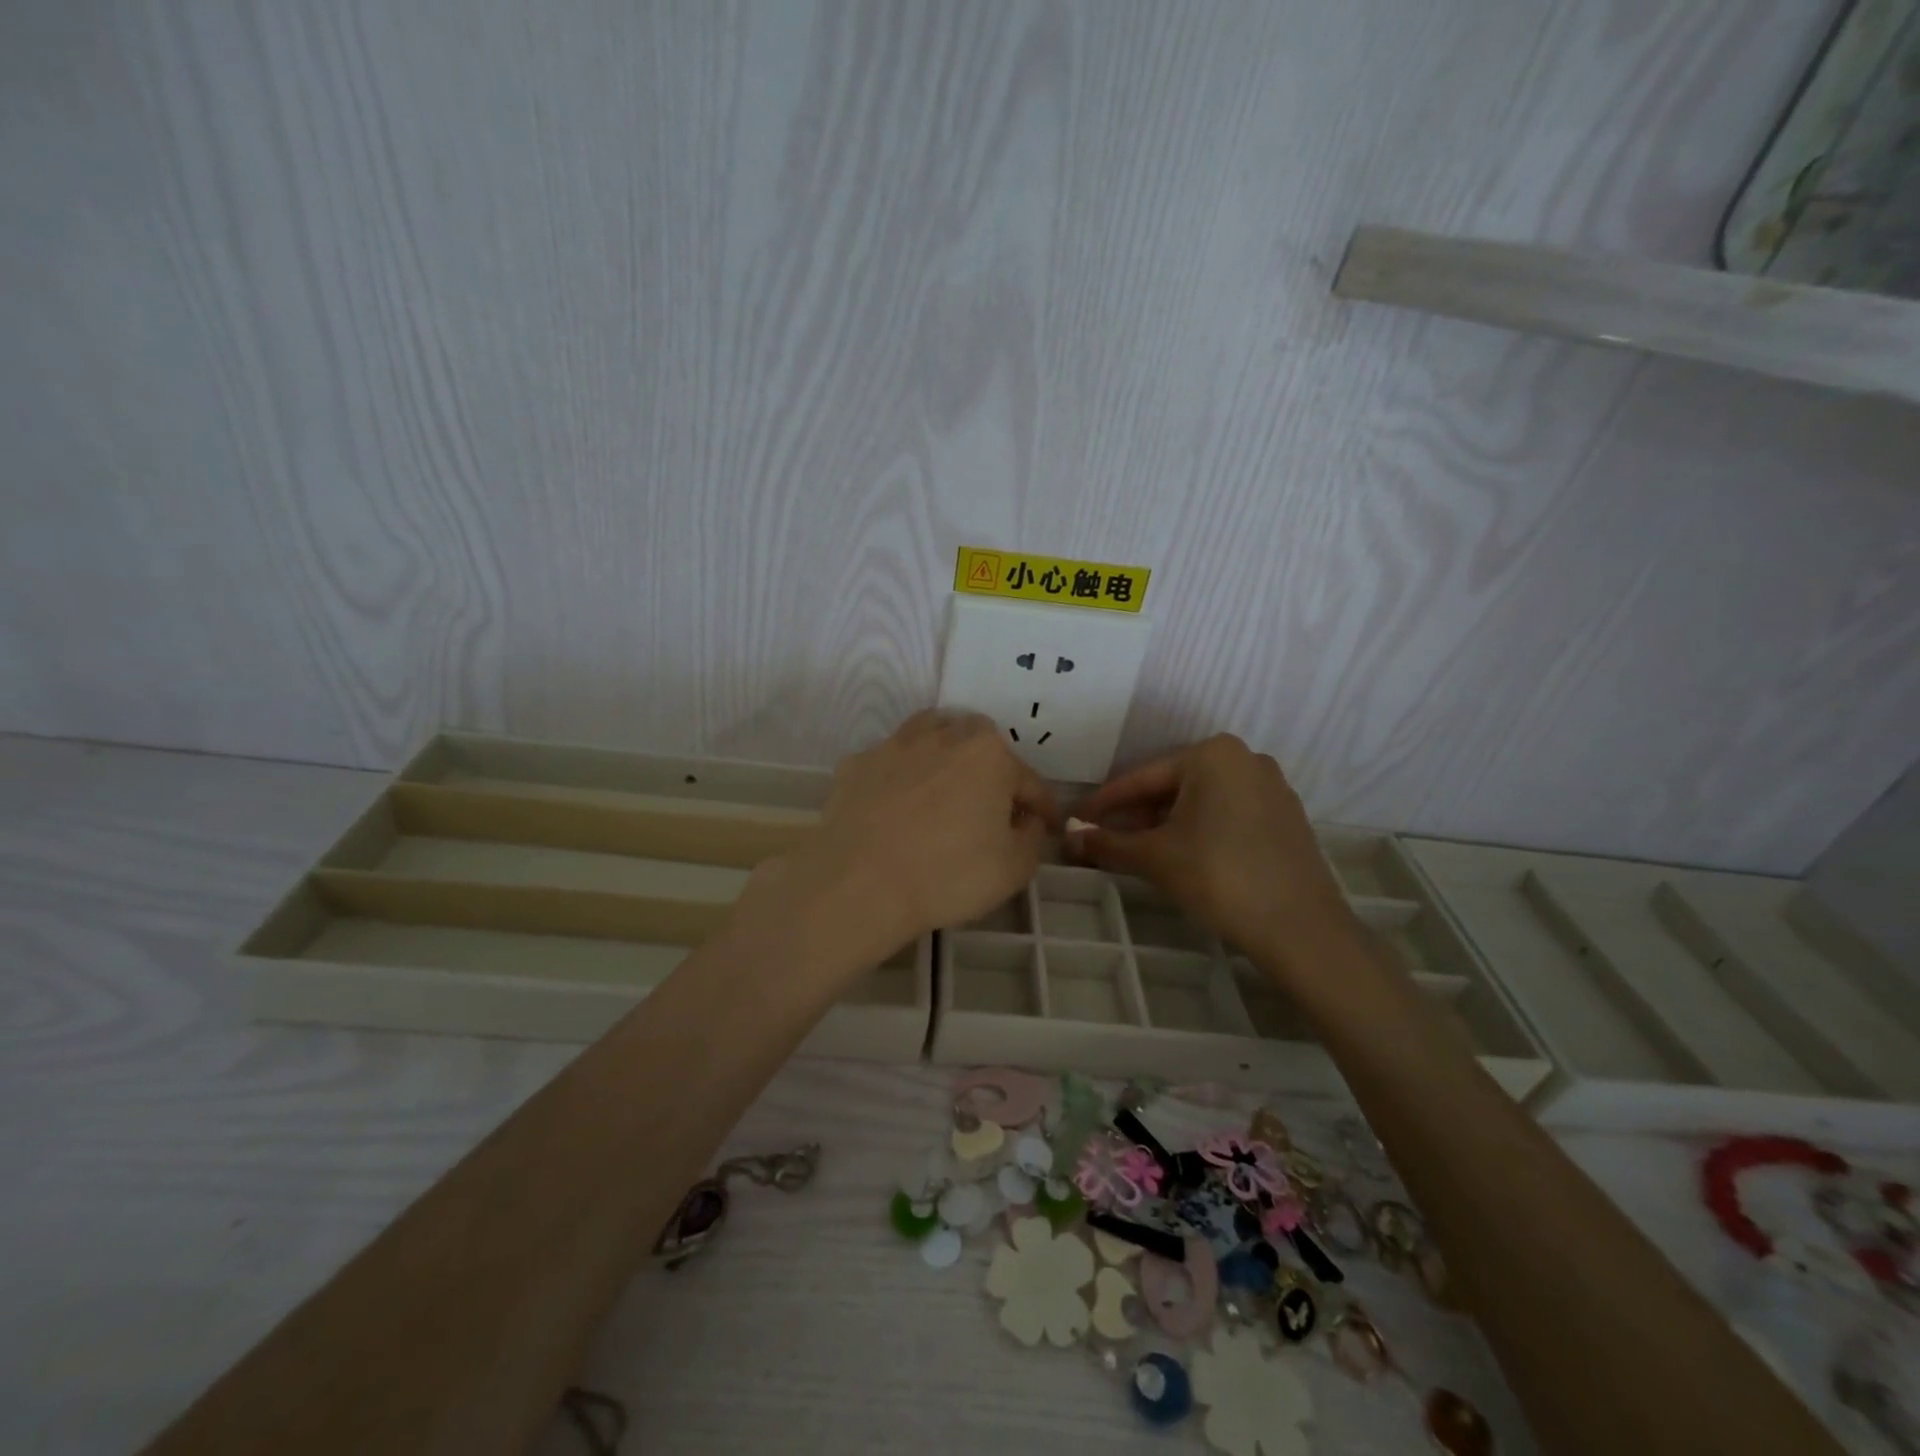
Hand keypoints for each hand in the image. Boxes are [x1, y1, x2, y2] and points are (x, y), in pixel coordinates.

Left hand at [742, 711, 1058, 972]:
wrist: (858, 883)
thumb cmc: (947, 874)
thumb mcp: (1014, 868)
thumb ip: (1031, 837)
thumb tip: (1024, 820)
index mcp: (989, 754)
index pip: (1028, 780)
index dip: (1041, 807)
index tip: (1045, 827)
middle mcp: (943, 735)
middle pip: (979, 744)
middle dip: (993, 770)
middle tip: (993, 805)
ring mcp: (894, 745)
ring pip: (931, 737)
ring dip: (945, 757)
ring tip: (946, 789)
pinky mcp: (856, 764)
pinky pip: (890, 764)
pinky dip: (901, 778)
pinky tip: (897, 806)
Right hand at [1069, 735, 1356, 970]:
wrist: (1299, 928)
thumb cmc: (1218, 877)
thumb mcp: (1154, 857)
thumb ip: (1107, 843)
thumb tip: (1069, 837)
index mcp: (1211, 755)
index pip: (1142, 778)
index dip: (1104, 803)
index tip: (1077, 820)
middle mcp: (1244, 758)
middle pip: (1173, 786)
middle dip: (1137, 813)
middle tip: (1106, 838)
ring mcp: (1271, 786)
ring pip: (1201, 800)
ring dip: (1166, 823)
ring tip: (1140, 850)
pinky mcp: (1286, 815)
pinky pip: (1228, 813)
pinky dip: (1199, 829)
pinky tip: (1183, 855)